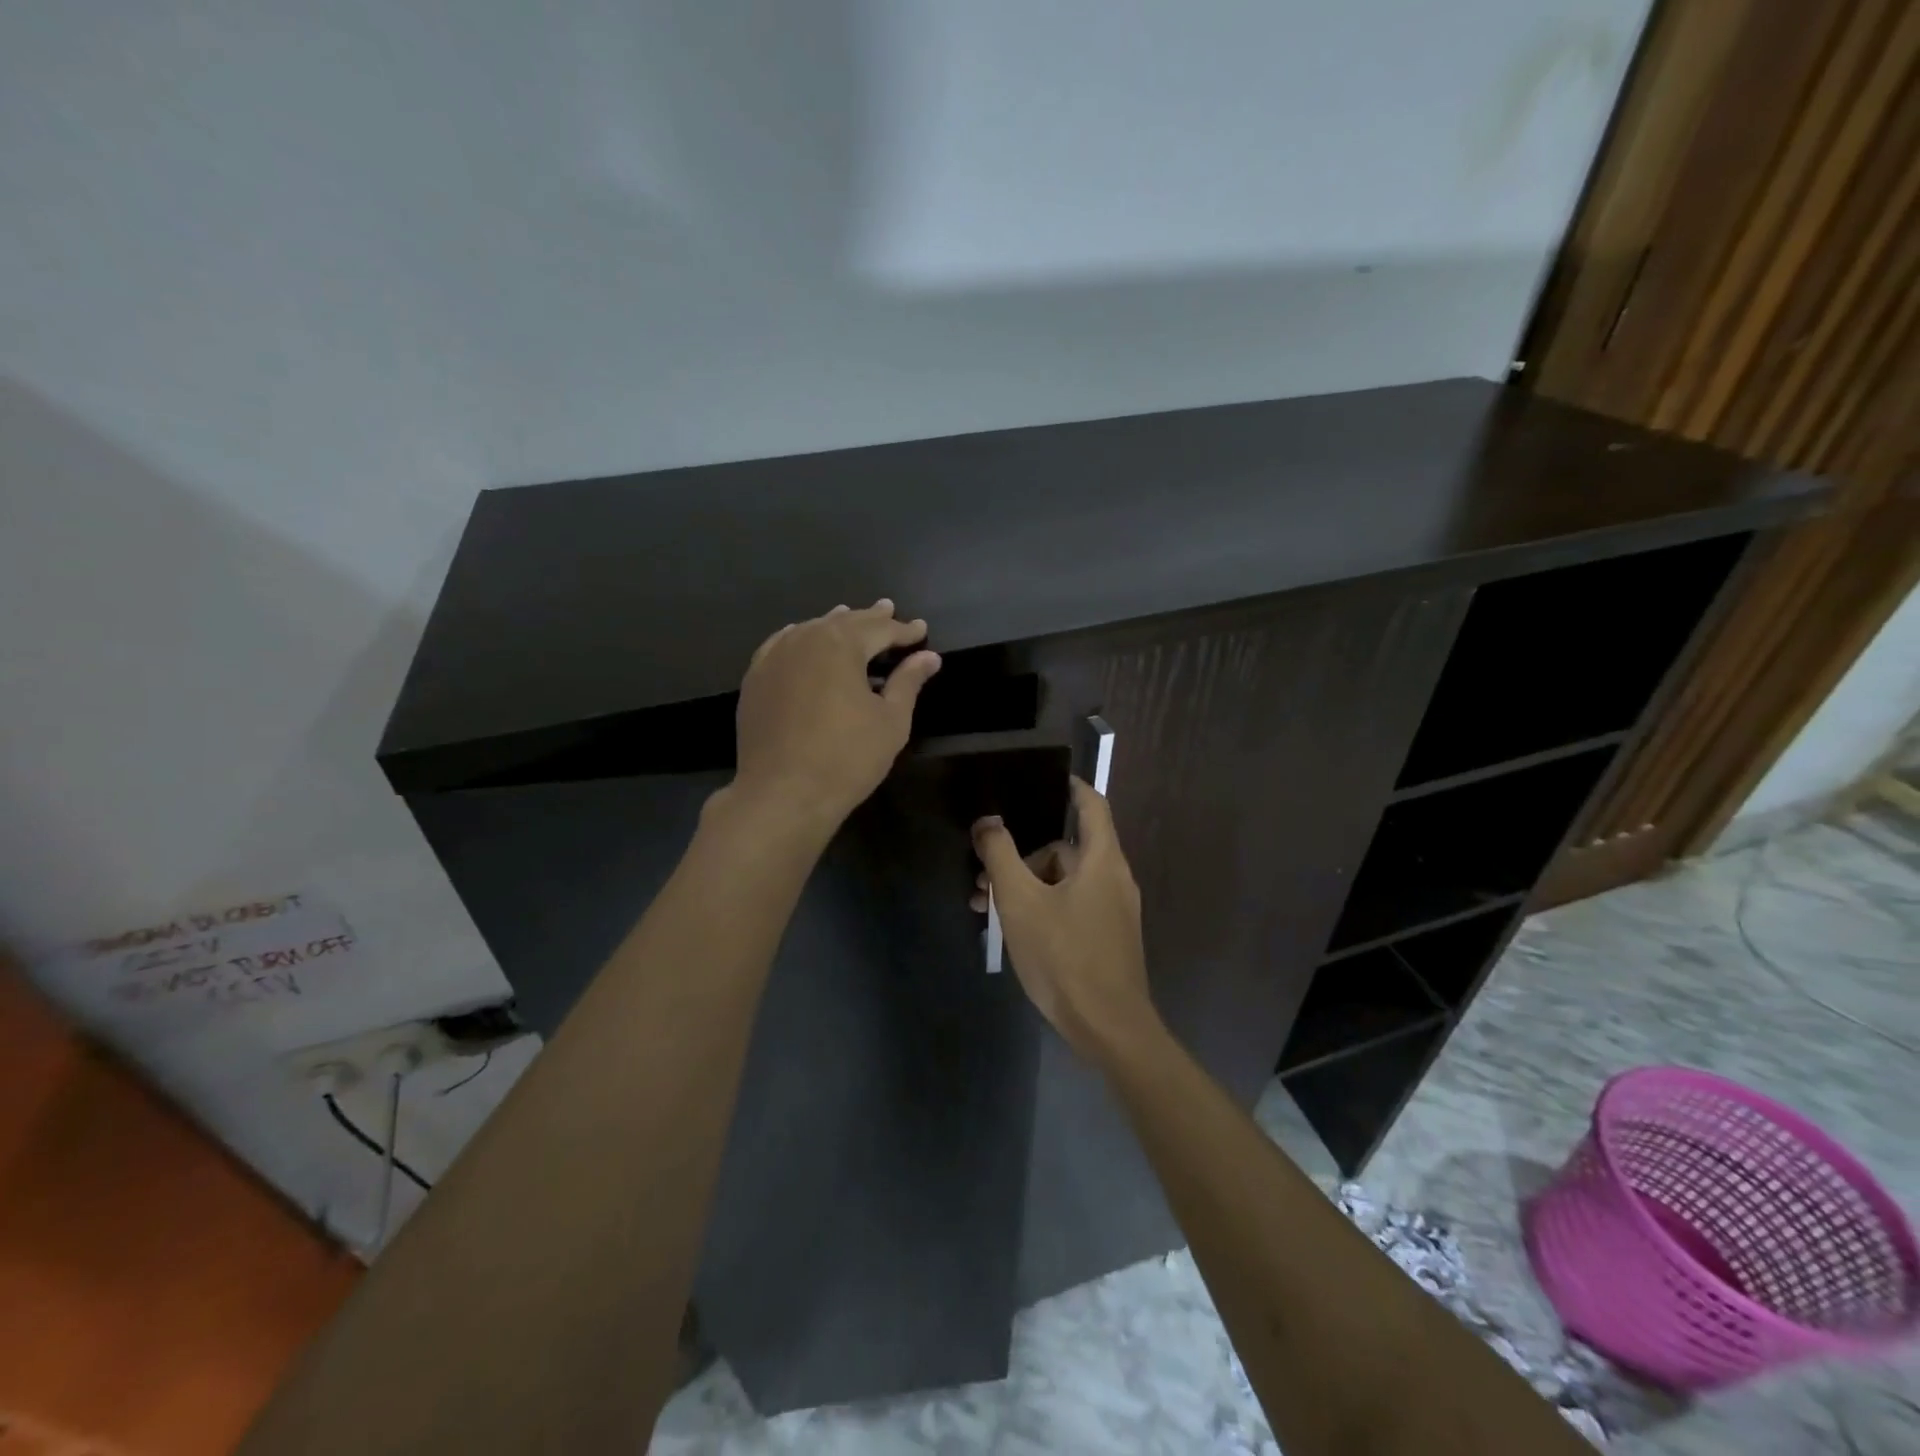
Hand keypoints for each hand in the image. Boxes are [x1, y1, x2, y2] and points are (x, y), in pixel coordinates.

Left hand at [731, 599, 940, 835]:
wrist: (783, 793)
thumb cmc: (847, 758)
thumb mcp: (890, 721)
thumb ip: (908, 682)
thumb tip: (928, 657)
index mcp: (841, 645)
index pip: (880, 629)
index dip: (904, 630)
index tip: (922, 629)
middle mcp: (805, 639)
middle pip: (844, 622)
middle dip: (870, 618)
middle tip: (889, 609)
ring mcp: (774, 657)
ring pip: (810, 630)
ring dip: (834, 624)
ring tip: (849, 615)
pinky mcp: (755, 679)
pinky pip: (781, 645)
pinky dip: (799, 638)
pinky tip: (802, 638)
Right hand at [971, 778, 1157, 1059]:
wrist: (1108, 1028)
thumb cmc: (1065, 956)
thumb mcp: (1020, 902)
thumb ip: (1001, 855)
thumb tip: (987, 820)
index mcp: (1102, 860)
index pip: (1091, 804)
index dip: (1069, 786)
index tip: (1041, 778)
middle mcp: (1113, 878)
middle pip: (1066, 849)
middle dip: (1023, 856)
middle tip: (984, 875)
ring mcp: (1113, 911)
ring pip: (1064, 881)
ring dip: (1026, 886)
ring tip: (986, 908)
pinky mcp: (1106, 938)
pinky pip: (1071, 906)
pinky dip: (1042, 907)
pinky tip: (1012, 930)